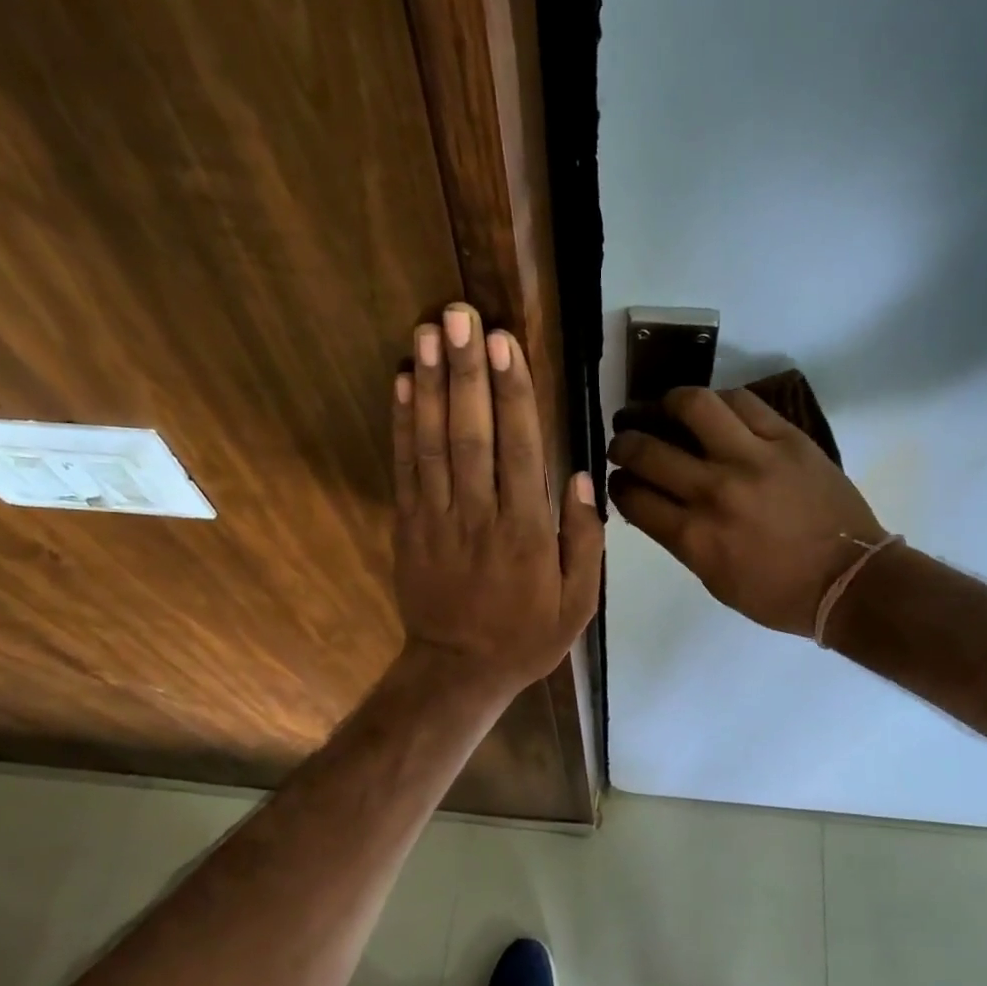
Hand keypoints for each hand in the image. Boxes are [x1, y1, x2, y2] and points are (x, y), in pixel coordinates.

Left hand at [391, 303, 602, 700]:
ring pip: (434, 442)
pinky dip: (402, 423)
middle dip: (467, 371)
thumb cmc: (526, 636)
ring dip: (432, 384)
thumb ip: (584, 541)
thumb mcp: (578, 604)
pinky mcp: (408, 525)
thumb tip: (580, 476)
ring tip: (428, 332)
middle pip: (472, 433)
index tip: (505, 343)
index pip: (520, 449)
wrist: (457, 670)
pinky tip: (404, 382)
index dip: (512, 393)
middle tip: (460, 315)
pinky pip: (405, 468)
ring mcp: (437, 518)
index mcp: (526, 532)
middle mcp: (479, 515)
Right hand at [607, 387, 887, 634]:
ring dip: (666, 403)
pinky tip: (713, 411)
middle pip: (647, 451)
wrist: (849, 581)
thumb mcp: (714, 579)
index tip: (620, 480)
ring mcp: (752, 459)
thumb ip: (680, 540)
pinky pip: (743, 402)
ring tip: (664, 408)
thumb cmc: (777, 594)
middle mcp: (714, 492)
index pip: (632, 497)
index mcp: (694, 537)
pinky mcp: (787, 439)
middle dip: (625, 444)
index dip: (617, 485)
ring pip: (693, 406)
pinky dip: (719, 402)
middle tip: (626, 442)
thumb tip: (654, 505)